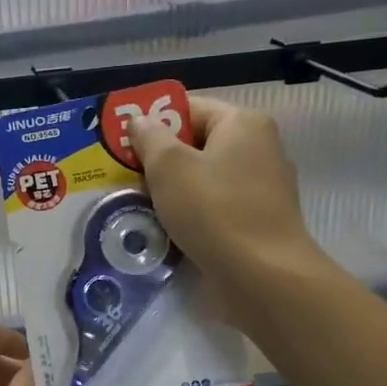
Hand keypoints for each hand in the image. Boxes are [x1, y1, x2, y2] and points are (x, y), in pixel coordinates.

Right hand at [125, 95, 324, 300]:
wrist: (262, 277)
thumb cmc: (214, 210)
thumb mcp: (169, 166)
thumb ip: (149, 137)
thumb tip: (140, 121)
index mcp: (243, 124)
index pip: (189, 107)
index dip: (154, 121)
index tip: (124, 143)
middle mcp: (259, 148)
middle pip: (197, 142)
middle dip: (160, 158)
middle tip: (125, 174)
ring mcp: (262, 187)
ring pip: (204, 177)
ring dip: (172, 188)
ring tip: (140, 202)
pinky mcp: (258, 221)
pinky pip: (216, 205)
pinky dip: (192, 212)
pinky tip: (167, 227)